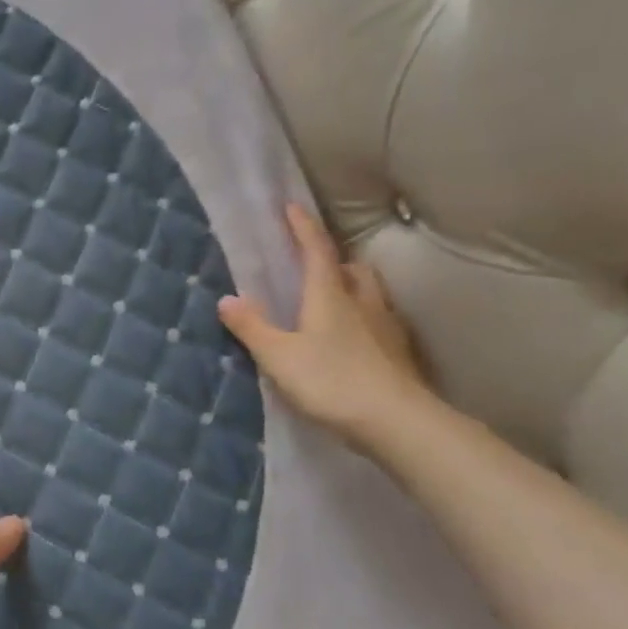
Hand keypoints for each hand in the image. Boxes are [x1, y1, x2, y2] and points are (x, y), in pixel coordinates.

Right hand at [217, 203, 431, 452]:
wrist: (398, 423)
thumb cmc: (331, 381)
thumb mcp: (278, 356)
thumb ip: (252, 327)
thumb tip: (227, 299)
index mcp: (330, 296)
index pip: (316, 251)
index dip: (303, 227)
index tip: (292, 206)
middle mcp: (362, 303)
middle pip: (353, 269)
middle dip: (335, 260)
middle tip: (317, 264)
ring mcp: (387, 329)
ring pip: (372, 295)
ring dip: (355, 288)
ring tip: (338, 300)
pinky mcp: (401, 356)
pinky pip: (382, 323)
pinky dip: (367, 320)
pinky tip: (357, 340)